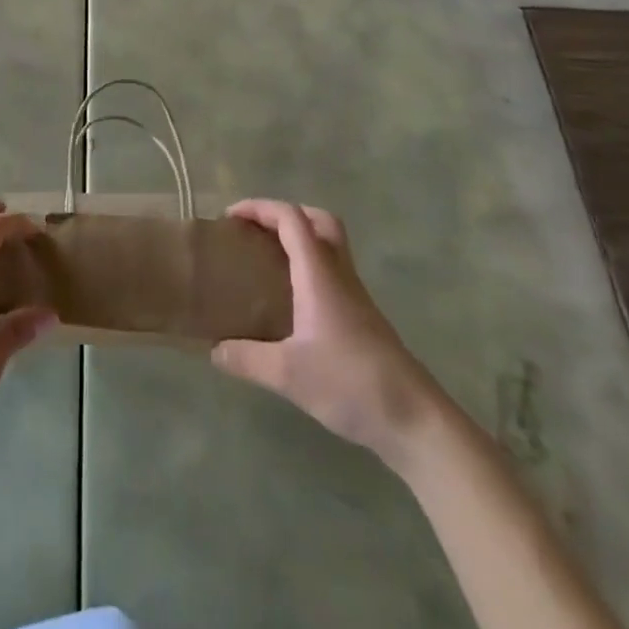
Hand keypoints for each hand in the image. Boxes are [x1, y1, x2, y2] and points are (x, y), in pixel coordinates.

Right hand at [212, 199, 444, 470]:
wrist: (414, 420)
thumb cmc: (350, 384)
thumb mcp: (288, 374)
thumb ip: (247, 359)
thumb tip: (214, 350)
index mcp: (319, 273)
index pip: (291, 218)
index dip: (260, 208)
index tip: (230, 218)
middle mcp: (339, 274)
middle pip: (319, 220)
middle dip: (286, 215)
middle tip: (256, 232)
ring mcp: (355, 296)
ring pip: (330, 246)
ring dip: (300, 240)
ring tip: (268, 260)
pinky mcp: (363, 318)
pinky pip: (333, 273)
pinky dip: (309, 268)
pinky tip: (292, 300)